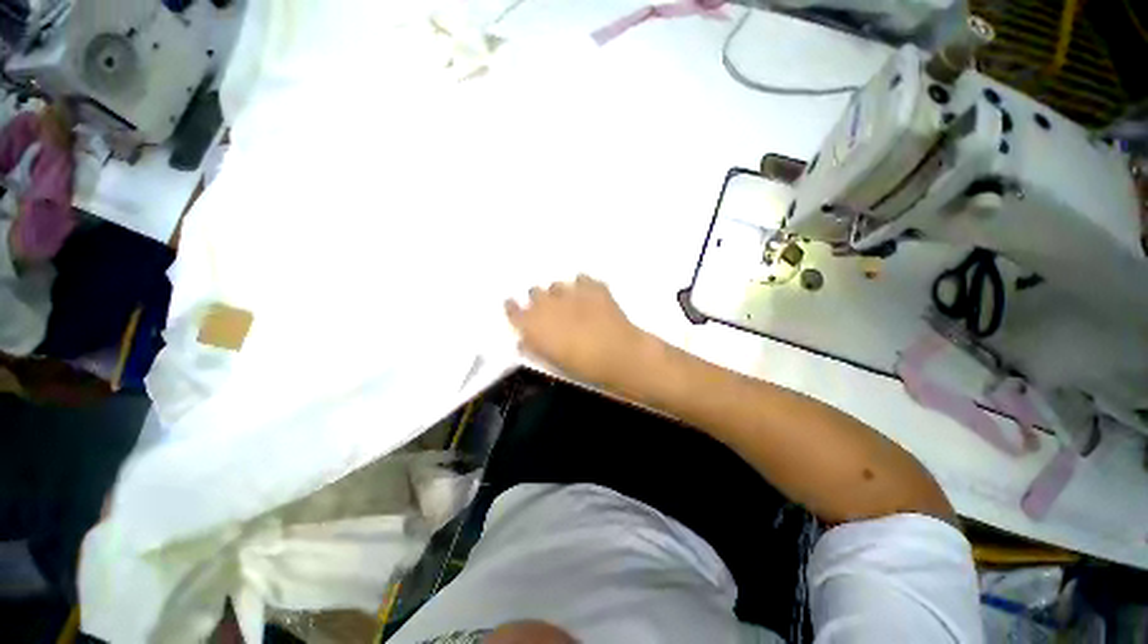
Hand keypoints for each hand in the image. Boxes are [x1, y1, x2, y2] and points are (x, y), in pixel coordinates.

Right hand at [505, 275, 649, 387]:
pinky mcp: (592, 287)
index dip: (512, 308)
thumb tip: (524, 341)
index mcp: (534, 324)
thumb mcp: (552, 362)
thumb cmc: (582, 366)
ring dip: (560, 294)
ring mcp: (570, 292)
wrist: (617, 354)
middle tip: (550, 311)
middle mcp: (547, 303)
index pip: (513, 310)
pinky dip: (583, 287)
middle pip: (535, 293)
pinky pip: (582, 279)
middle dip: (539, 301)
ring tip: (572, 304)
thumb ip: (535, 348)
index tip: (513, 306)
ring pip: (557, 285)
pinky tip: (590, 297)